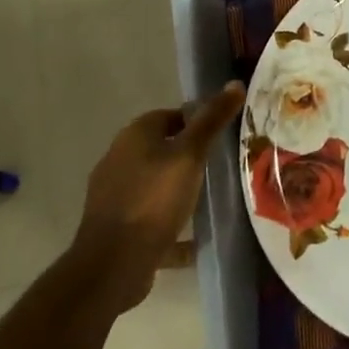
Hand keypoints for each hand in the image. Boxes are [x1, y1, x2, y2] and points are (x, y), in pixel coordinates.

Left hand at [69, 83, 245, 313]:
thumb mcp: (190, 155)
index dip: (196, 121)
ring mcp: (113, 195)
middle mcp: (118, 159)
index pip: (169, 115)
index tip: (220, 135)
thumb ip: (212, 120)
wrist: (113, 264)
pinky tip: (192, 237)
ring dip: (177, 187)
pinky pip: (149, 217)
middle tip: (219, 165)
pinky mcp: (115, 226)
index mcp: (134, 136)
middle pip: (161, 148)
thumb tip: (235, 83)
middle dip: (187, 155)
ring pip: (154, 183)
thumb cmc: (154, 199)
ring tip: (208, 197)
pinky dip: (169, 221)